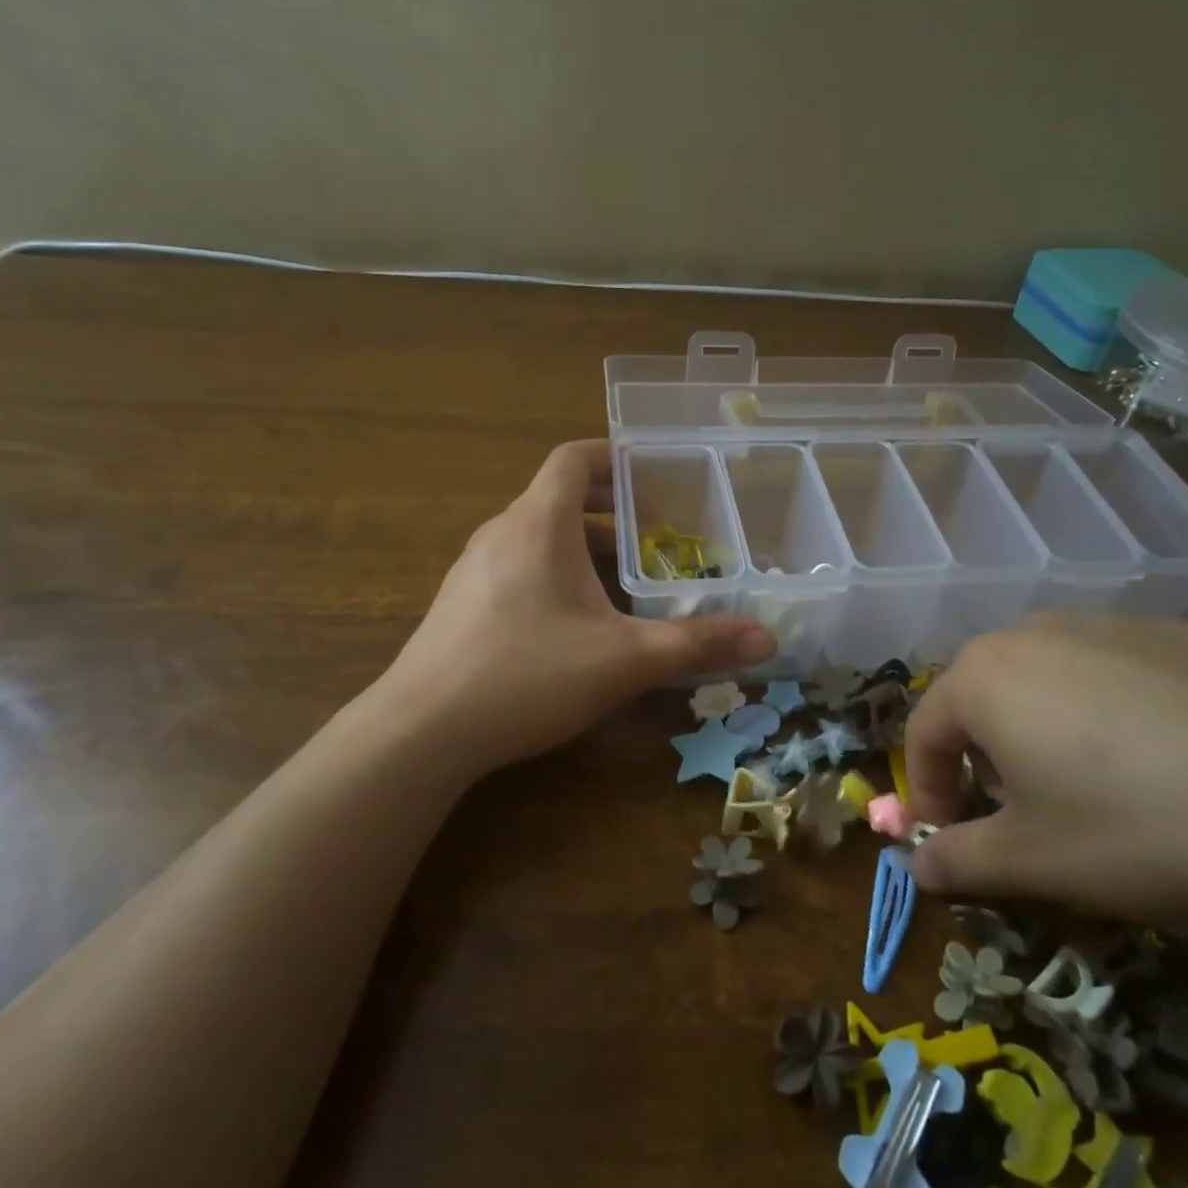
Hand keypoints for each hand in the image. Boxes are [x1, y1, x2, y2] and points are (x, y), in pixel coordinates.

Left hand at [369, 440, 773, 778]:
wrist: (420, 732)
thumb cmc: (526, 675)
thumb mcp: (623, 659)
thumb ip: (696, 644)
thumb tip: (767, 638)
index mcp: (538, 524)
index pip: (573, 459)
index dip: (614, 456)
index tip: (653, 473)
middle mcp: (501, 533)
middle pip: (560, 499)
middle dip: (613, 512)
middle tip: (659, 535)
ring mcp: (473, 569)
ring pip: (539, 538)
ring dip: (585, 549)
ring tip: (627, 582)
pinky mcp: (461, 604)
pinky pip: (518, 568)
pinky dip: (555, 575)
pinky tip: (577, 624)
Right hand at [905, 616, 1187, 941]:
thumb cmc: (1132, 829)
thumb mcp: (1031, 862)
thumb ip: (957, 860)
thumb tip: (916, 865)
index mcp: (983, 677)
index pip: (924, 731)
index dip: (928, 787)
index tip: (949, 833)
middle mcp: (1032, 633)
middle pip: (981, 695)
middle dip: (982, 753)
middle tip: (1018, 809)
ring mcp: (1106, 624)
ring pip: (1044, 675)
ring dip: (1040, 724)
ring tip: (1087, 779)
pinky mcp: (1174, 632)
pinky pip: (1111, 667)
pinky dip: (1107, 705)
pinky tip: (1157, 754)